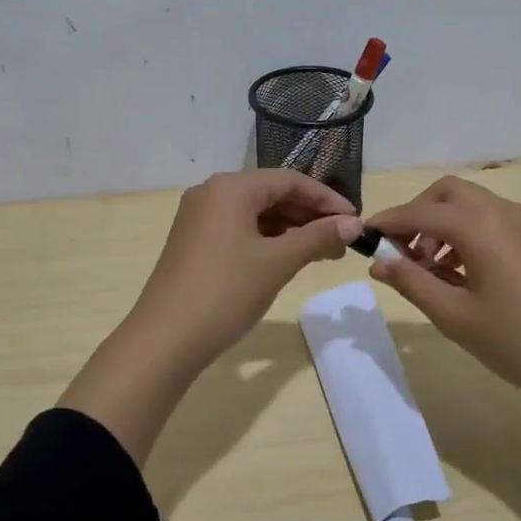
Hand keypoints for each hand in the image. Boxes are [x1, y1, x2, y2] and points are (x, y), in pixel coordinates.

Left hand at [128, 169, 362, 375]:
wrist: (165, 339)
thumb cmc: (225, 292)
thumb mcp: (277, 263)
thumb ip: (318, 238)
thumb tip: (353, 224)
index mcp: (231, 188)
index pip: (290, 180)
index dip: (326, 198)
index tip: (356, 220)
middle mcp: (212, 193)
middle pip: (272, 194)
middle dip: (310, 215)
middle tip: (343, 241)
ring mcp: (199, 218)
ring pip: (256, 213)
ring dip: (291, 229)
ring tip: (323, 253)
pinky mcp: (195, 242)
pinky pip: (240, 229)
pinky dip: (268, 240)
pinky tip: (289, 258)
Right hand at [364, 175, 520, 410]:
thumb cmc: (516, 341)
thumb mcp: (453, 315)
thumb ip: (411, 282)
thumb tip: (378, 263)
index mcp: (479, 226)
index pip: (420, 212)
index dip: (388, 222)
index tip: (363, 237)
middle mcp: (501, 212)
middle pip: (447, 193)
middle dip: (417, 214)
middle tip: (399, 252)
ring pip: (470, 204)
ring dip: (441, 223)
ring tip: (427, 268)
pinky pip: (490, 220)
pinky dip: (465, 232)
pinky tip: (458, 273)